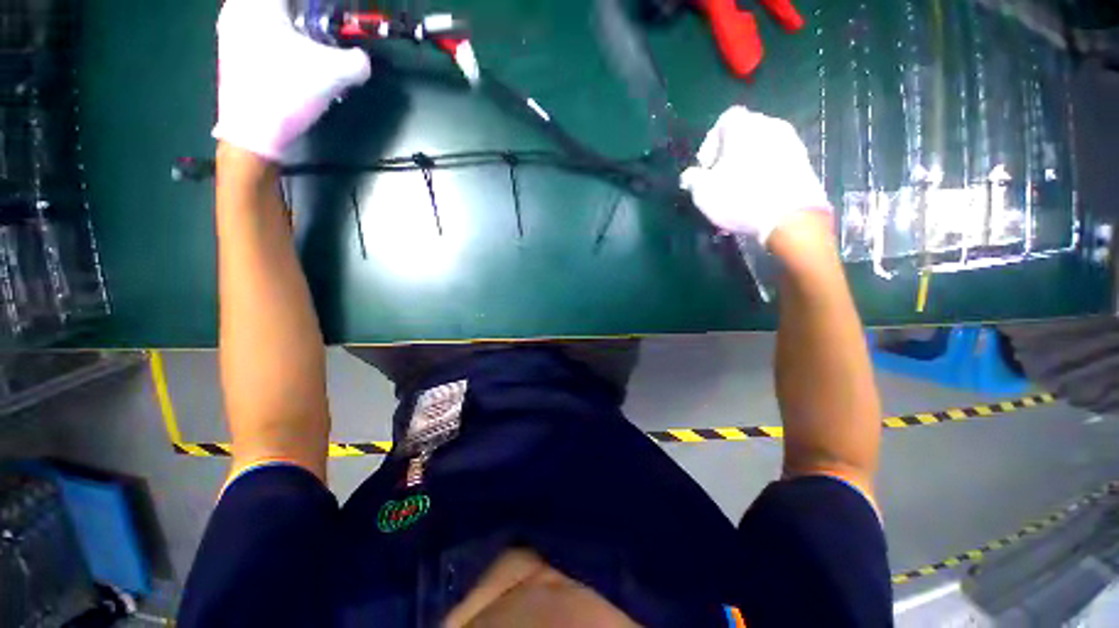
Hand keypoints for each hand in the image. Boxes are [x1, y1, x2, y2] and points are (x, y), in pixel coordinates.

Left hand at [213, 0, 371, 160]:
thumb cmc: (287, 92)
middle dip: (306, 17)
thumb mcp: (334, 74)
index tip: (332, 21)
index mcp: (258, 2)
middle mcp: (238, 8)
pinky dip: (281, 40)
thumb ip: (357, 61)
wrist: (253, 134)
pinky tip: (294, 62)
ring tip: (313, 49)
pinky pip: (261, 32)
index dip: (318, 9)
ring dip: (295, 29)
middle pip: (283, 6)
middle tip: (323, 35)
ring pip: (271, 17)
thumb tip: (362, 60)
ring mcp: (229, 31)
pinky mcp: (230, 52)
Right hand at [680, 106, 830, 246]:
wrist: (790, 216)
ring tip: (737, 191)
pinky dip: (763, 174)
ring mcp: (791, 142)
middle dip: (728, 155)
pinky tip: (756, 196)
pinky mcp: (804, 162)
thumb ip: (692, 179)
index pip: (724, 120)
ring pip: (760, 149)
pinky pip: (775, 162)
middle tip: (719, 179)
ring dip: (746, 165)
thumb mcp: (703, 192)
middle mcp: (770, 125)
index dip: (710, 143)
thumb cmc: (739, 197)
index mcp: (744, 126)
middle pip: (744, 134)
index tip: (706, 168)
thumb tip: (689, 176)